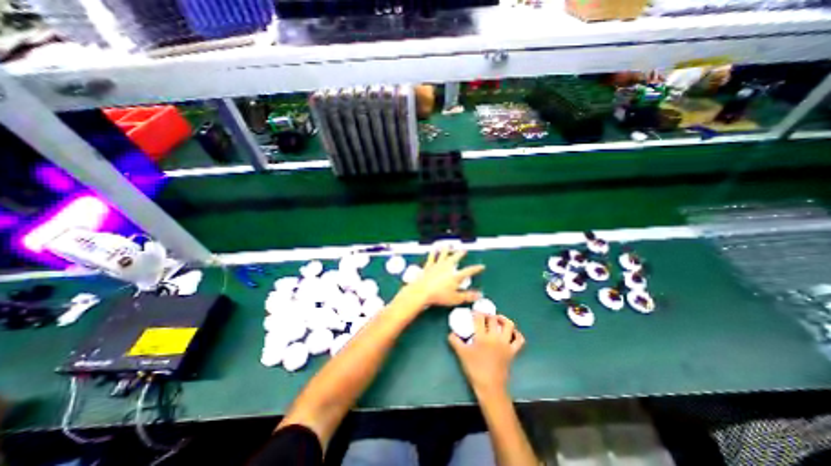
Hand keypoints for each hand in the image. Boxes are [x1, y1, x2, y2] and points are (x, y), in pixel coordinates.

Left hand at [397, 249, 487, 310]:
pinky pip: (431, 257)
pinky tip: (433, 248)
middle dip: (460, 254)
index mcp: (455, 276)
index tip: (481, 266)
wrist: (422, 292)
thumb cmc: (439, 296)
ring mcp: (437, 265)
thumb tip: (479, 295)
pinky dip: (433, 252)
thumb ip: (468, 296)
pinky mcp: (428, 266)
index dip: (476, 268)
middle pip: (455, 258)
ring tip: (448, 245)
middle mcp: (447, 268)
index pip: (469, 271)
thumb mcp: (456, 299)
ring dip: (446, 249)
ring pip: (443, 254)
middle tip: (464, 250)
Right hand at [449, 314, 524, 396]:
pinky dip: (516, 334)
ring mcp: (506, 344)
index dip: (476, 313)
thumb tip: (451, 333)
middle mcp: (495, 337)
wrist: (490, 387)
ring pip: (509, 325)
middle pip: (493, 319)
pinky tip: (511, 332)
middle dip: (488, 314)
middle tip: (483, 316)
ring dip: (503, 319)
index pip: (480, 318)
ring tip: (497, 319)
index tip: (473, 312)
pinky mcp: (513, 351)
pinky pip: (519, 339)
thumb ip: (455, 341)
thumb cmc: (475, 369)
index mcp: (482, 337)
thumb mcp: (461, 354)